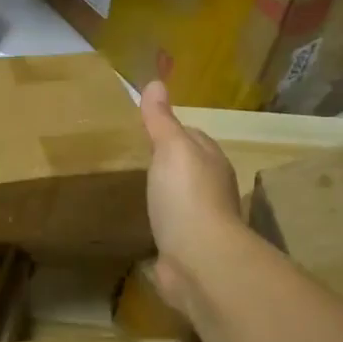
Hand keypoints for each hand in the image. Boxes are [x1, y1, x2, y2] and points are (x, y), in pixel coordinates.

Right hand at [139, 81, 241, 307]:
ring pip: (177, 199)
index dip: (170, 131)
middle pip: (186, 168)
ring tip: (132, 190)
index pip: (192, 136)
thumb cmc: (186, 196)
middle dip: (165, 164)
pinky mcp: (185, 248)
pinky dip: (156, 225)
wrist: (198, 259)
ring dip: (161, 195)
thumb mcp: (171, 148)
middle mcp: (211, 188)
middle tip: (132, 158)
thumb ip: (161, 120)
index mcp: (211, 161)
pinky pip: (168, 229)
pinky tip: (138, 224)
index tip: (144, 129)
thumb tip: (156, 82)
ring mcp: (199, 221)